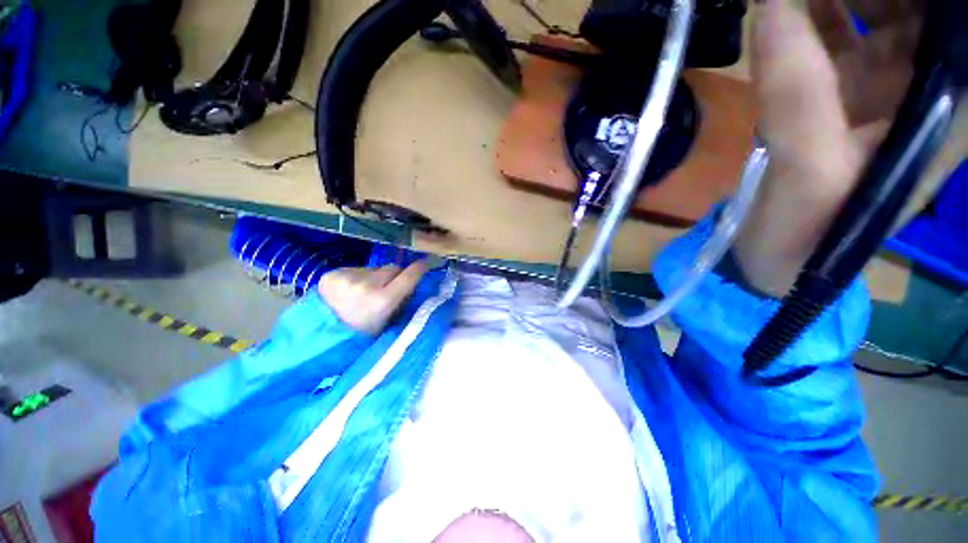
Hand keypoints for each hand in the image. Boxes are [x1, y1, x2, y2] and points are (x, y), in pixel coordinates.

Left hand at [318, 262, 429, 333]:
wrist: (319, 338)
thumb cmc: (361, 336)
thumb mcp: (389, 323)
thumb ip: (402, 302)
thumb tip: (414, 285)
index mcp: (382, 301)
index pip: (408, 276)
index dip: (419, 269)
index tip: (425, 264)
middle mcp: (366, 285)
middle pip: (392, 268)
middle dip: (396, 275)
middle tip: (391, 287)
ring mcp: (347, 277)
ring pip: (375, 268)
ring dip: (376, 276)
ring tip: (366, 291)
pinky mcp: (333, 274)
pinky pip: (357, 269)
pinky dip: (359, 277)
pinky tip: (351, 290)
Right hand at [732, 0, 964, 295]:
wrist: (777, 256)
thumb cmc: (807, 232)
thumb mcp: (810, 172)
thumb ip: (796, 95)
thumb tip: (770, 9)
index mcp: (947, 108)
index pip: (955, 27)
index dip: (931, 2)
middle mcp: (929, 87)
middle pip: (920, 10)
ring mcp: (887, 87)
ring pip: (881, 10)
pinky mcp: (847, 93)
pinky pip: (840, 33)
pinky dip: (814, 11)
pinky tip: (786, 5)